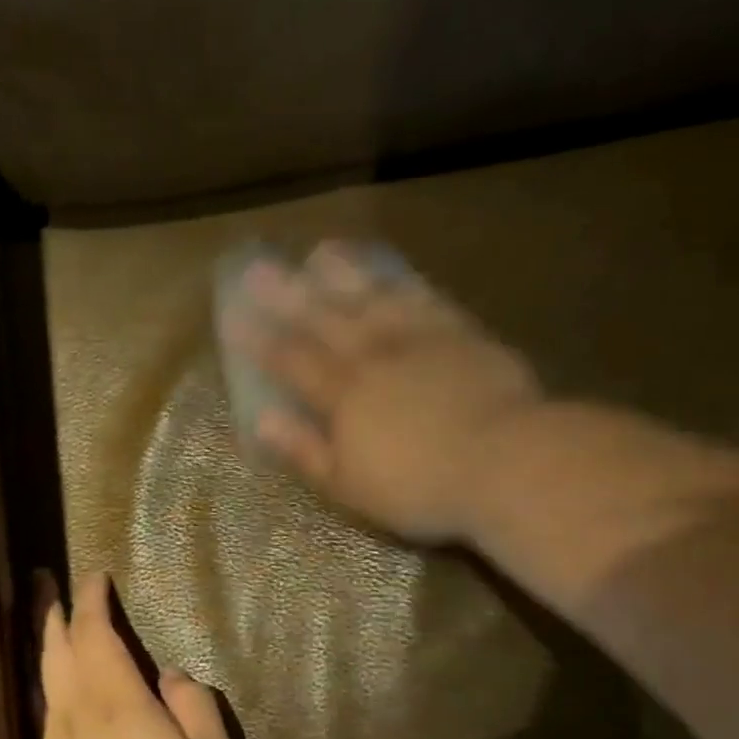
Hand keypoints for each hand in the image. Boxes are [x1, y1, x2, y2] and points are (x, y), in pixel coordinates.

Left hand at [41, 572, 239, 738]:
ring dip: (48, 647)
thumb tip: (169, 676)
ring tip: (50, 629)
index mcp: (117, 701)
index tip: (95, 576)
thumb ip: (194, 705)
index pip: (94, 634)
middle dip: (54, 614)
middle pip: (57, 651)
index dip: (92, 601)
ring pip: (47, 683)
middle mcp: (78, 715)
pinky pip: (48, 716)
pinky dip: (52, 687)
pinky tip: (59, 695)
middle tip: (48, 586)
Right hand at [220, 241, 545, 542]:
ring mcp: (419, 340)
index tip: (232, 315)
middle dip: (287, 295)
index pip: (291, 360)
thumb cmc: (419, 486)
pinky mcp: (460, 334)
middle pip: (323, 319)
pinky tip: (392, 274)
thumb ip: (304, 449)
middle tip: (258, 267)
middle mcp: (374, 356)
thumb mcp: (348, 484)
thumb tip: (263, 419)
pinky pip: (424, 300)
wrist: (506, 461)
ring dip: (343, 275)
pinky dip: (403, 283)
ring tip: (320, 253)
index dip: (260, 339)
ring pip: (372, 298)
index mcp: (343, 395)